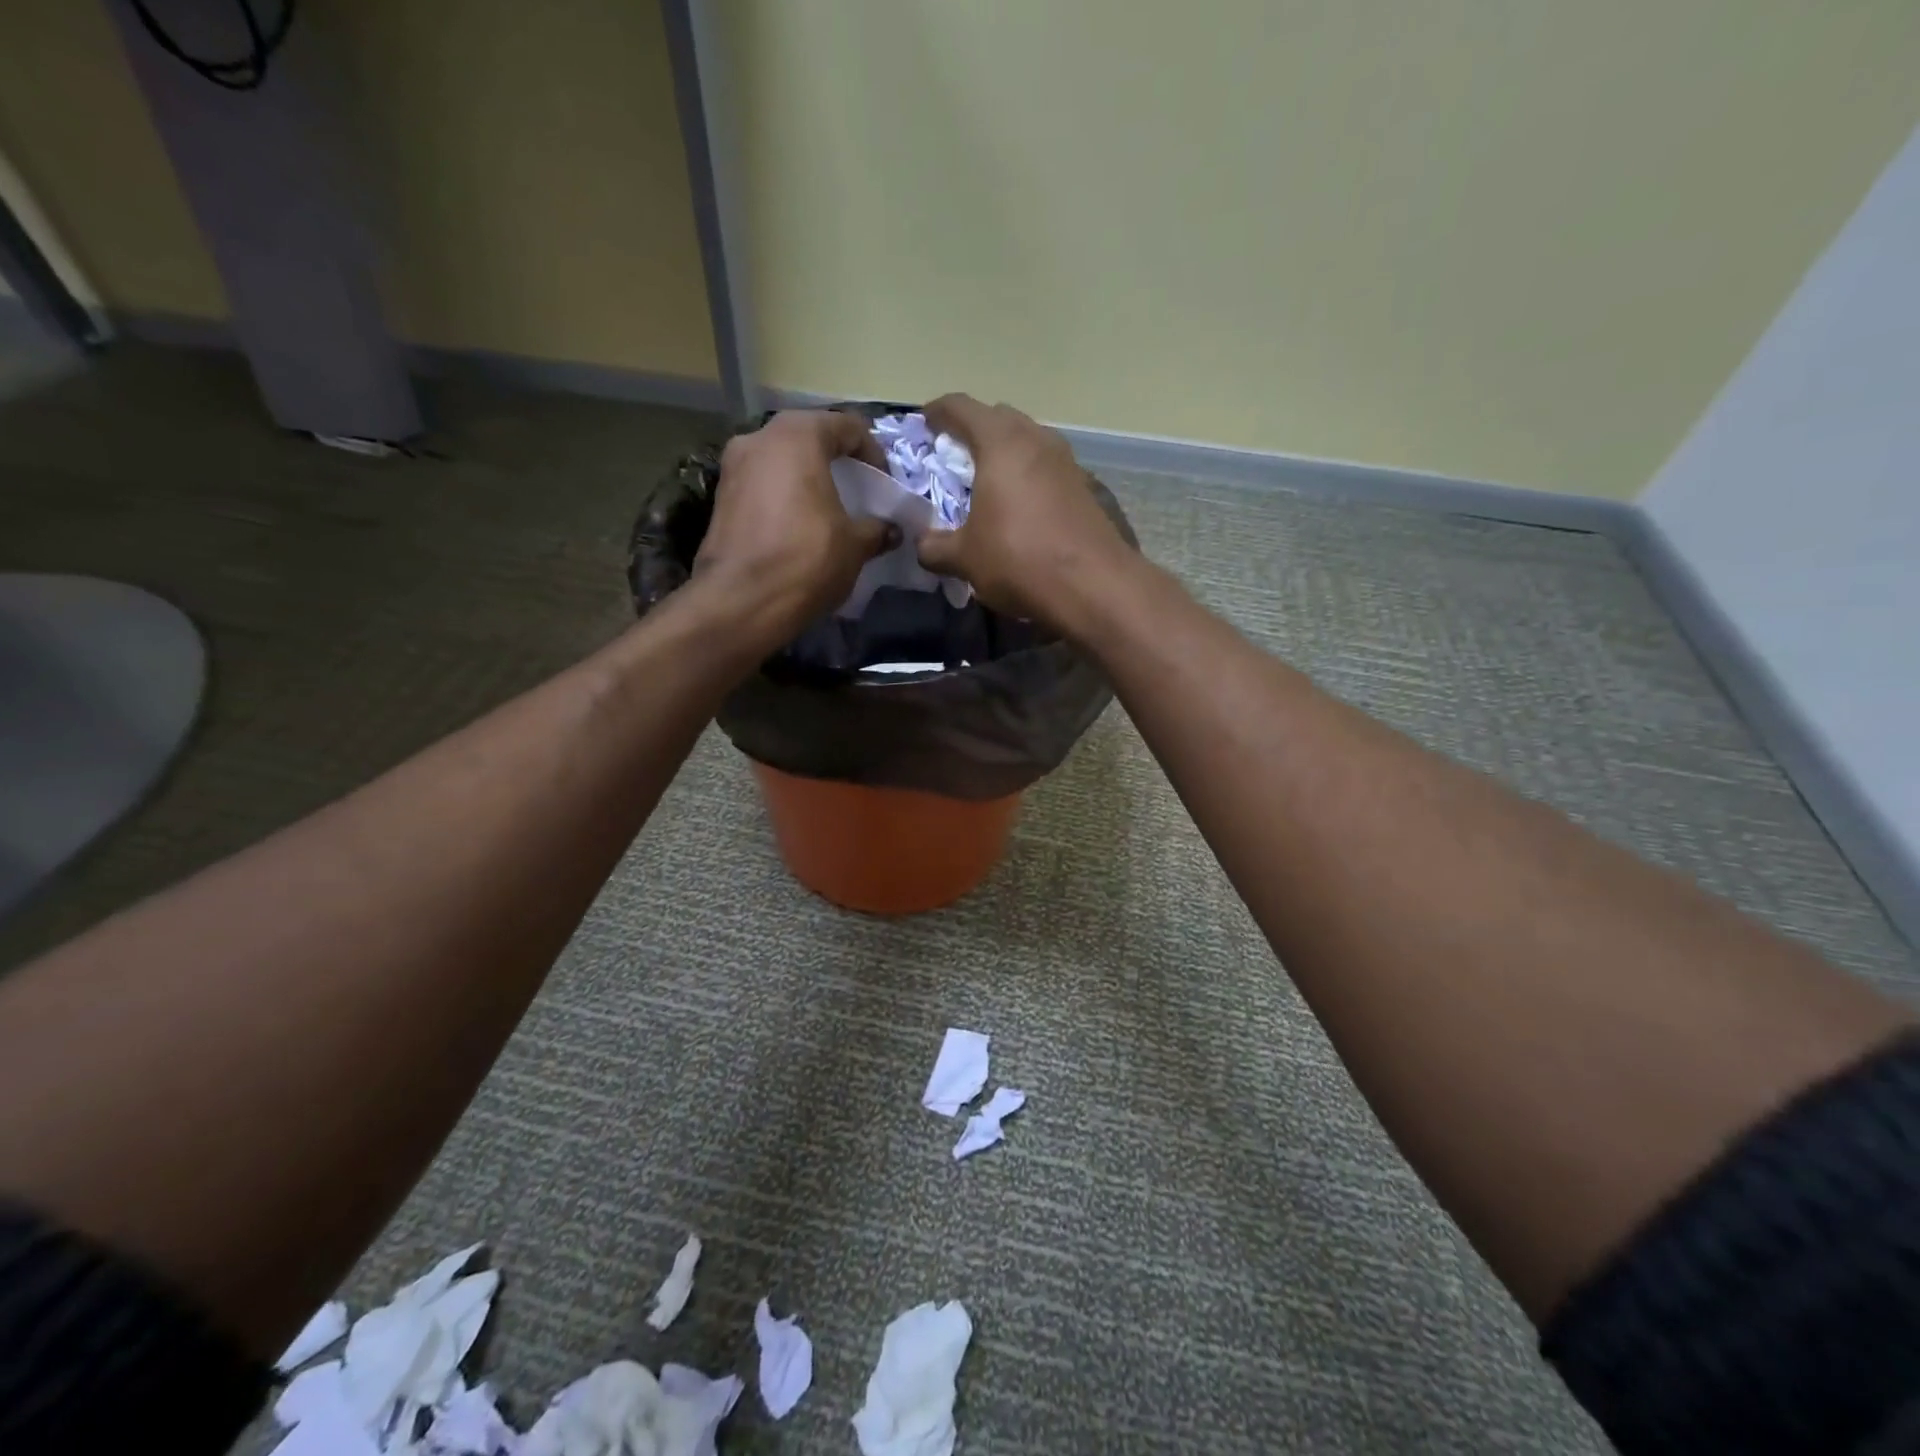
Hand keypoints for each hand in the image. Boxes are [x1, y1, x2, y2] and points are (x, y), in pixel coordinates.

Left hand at [692, 410, 894, 644]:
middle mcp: (759, 438)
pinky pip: (763, 485)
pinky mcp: (720, 499)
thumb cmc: (807, 559)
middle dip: (836, 461)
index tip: (885, 483)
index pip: (846, 426)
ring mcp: (733, 467)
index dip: (873, 452)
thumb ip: (876, 529)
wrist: (742, 601)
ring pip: (781, 461)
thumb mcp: (855, 545)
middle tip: (858, 490)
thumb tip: (891, 530)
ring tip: (829, 511)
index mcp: (797, 436)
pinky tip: (799, 527)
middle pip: (809, 438)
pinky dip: (784, 497)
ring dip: (807, 479)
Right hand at [916, 395, 1134, 634]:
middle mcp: (1036, 440)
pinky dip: (1027, 476)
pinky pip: (1046, 468)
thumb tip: (922, 544)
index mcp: (1001, 443)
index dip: (937, 411)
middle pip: (999, 418)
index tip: (923, 421)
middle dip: (973, 429)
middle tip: (953, 453)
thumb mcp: (964, 558)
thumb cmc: (1019, 559)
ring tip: (986, 480)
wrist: (1094, 586)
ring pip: (1027, 441)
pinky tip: (1019, 506)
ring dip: (1004, 453)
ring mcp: (1066, 462)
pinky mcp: (1084, 488)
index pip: (961, 407)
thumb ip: (934, 546)